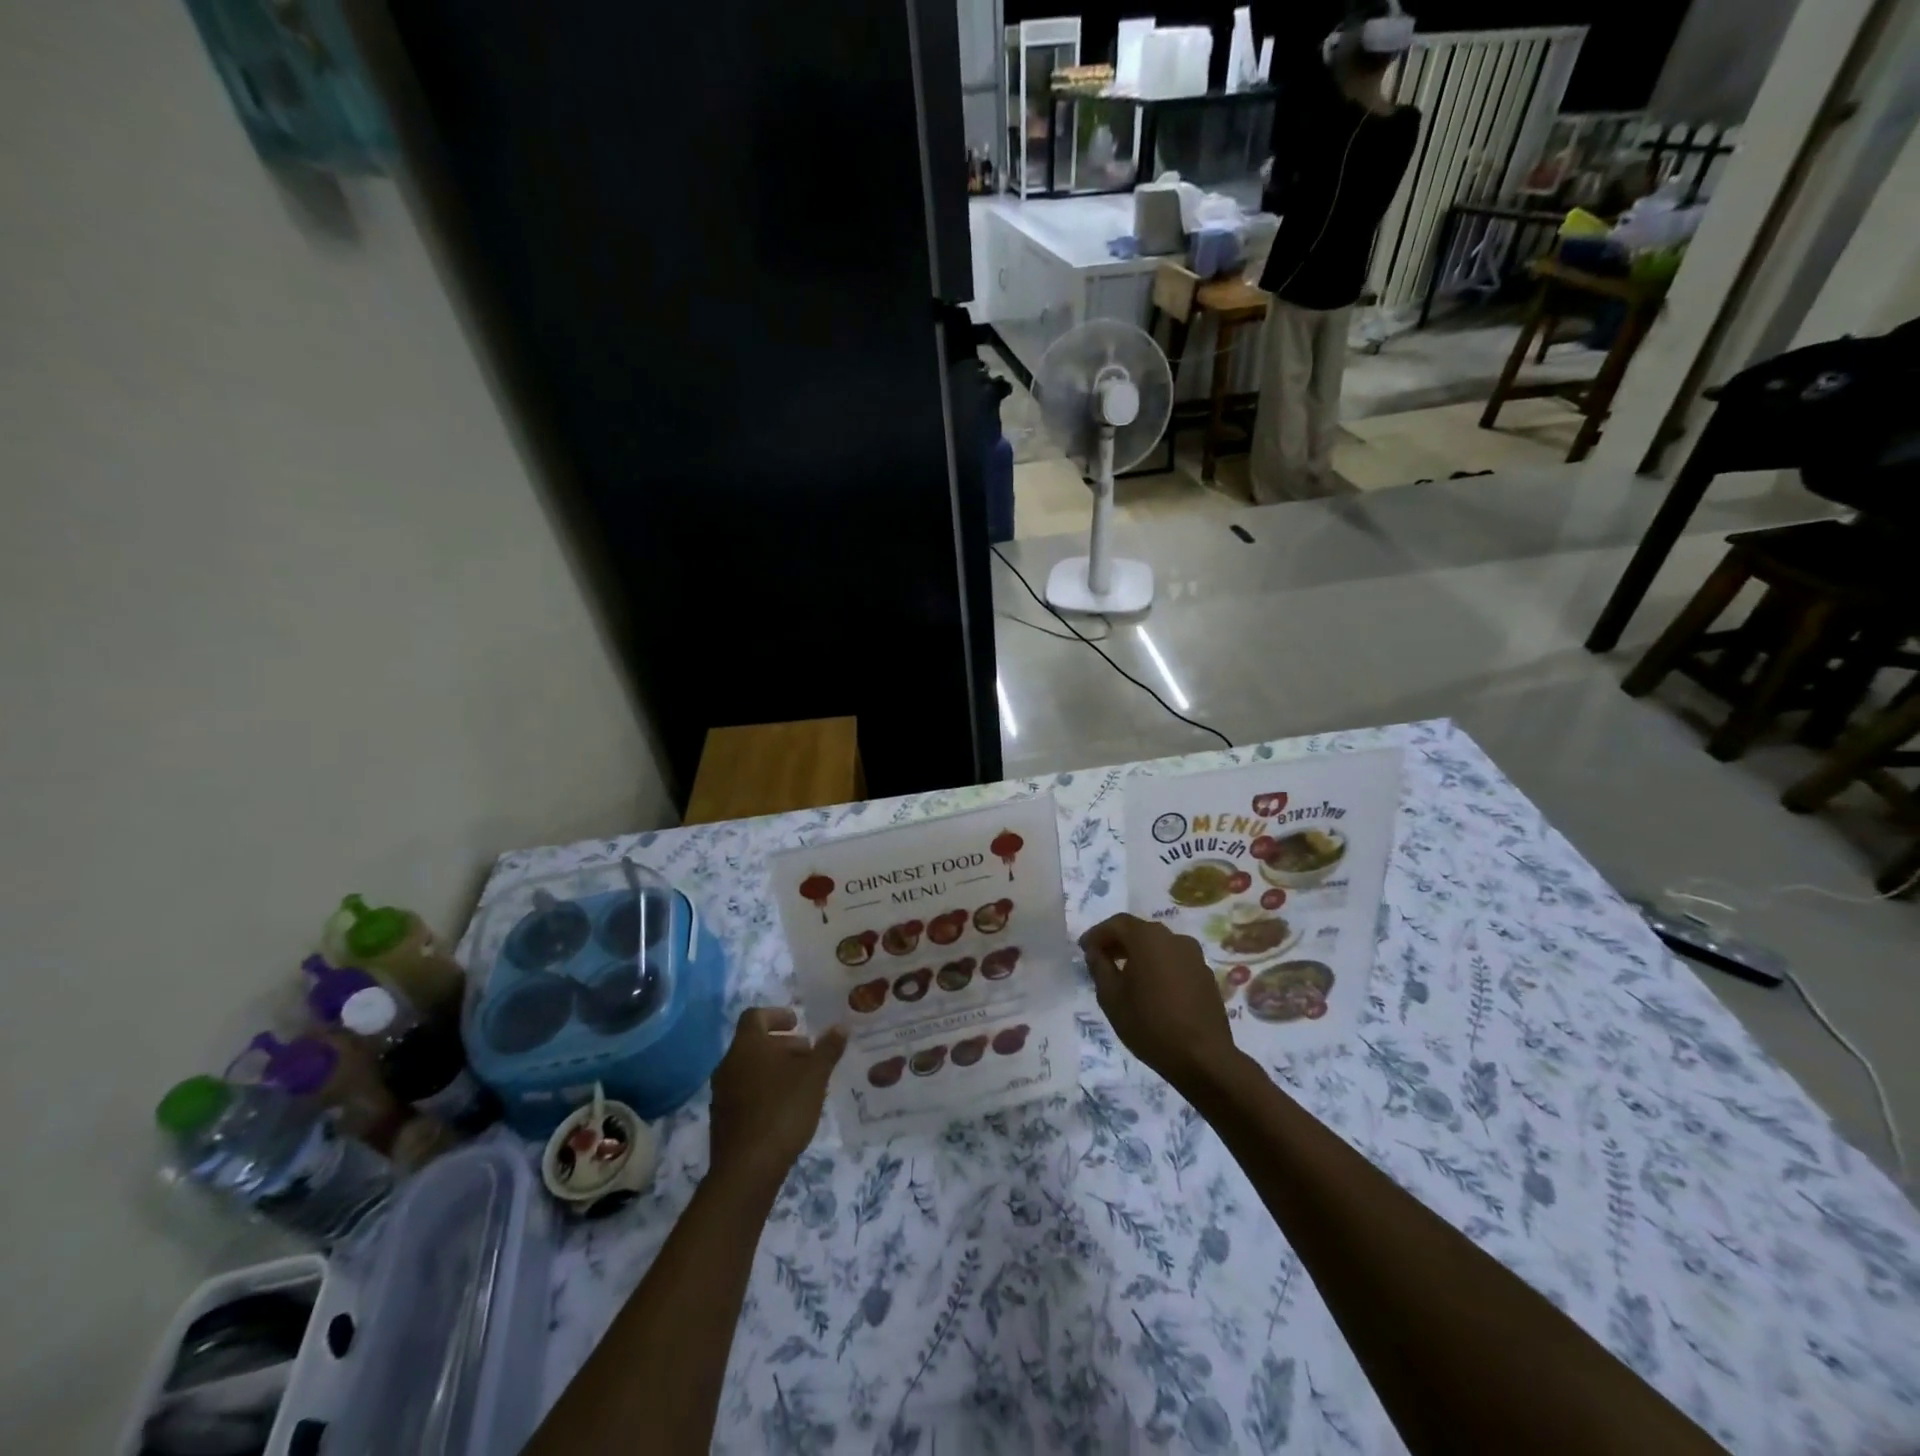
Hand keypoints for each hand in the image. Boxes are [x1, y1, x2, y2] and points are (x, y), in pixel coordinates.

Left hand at [707, 1007, 845, 1195]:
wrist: (747, 1169)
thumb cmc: (782, 1110)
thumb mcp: (814, 1077)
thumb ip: (827, 1049)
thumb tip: (840, 1027)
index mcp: (747, 1045)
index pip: (755, 1016)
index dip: (777, 1015)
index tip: (797, 1023)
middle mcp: (729, 1064)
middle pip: (755, 1043)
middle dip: (782, 1045)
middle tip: (808, 1055)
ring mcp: (721, 1093)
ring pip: (750, 1069)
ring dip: (775, 1069)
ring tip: (802, 1083)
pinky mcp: (722, 1119)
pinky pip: (745, 1092)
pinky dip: (765, 1090)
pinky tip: (786, 1108)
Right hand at [1080, 914, 1237, 1093]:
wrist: (1203, 1058)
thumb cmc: (1149, 1025)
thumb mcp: (1111, 998)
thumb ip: (1099, 968)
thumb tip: (1095, 952)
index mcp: (1147, 938)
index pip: (1116, 923)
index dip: (1097, 934)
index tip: (1084, 949)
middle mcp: (1173, 938)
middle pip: (1139, 931)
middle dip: (1118, 942)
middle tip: (1101, 959)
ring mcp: (1194, 955)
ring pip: (1159, 945)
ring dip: (1139, 953)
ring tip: (1125, 974)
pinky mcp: (1206, 974)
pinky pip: (1175, 960)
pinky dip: (1158, 965)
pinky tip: (1152, 988)